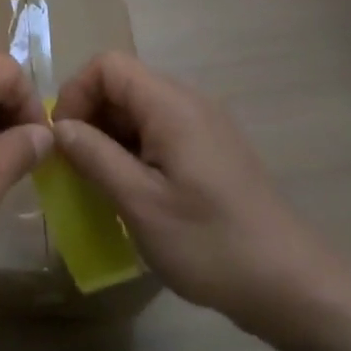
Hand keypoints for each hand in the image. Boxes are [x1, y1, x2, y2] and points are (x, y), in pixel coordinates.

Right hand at [51, 52, 350, 342]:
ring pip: (139, 109)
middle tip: (76, 166)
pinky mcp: (212, 149)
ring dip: (110, 136)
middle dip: (90, 116)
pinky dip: (134, 149)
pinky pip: (160, 131)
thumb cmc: (210, 243)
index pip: (108, 65)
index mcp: (171, 105)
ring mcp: (204, 125)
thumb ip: (95, 157)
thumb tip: (59, 128)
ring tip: (100, 182)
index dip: (76, 92)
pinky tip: (133, 192)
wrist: (291, 285)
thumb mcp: (140, 203)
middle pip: (123, 84)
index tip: (63, 139)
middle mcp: (189, 102)